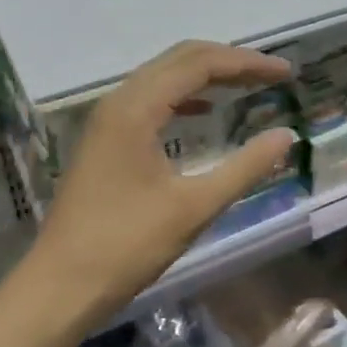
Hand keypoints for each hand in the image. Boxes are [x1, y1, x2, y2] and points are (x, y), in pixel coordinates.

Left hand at [29, 41, 296, 321]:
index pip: (200, 64)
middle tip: (272, 74)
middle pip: (181, 59)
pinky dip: (185, 95)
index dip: (247, 63)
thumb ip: (245, 167)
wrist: (60, 287)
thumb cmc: (127, 245)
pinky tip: (206, 111)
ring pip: (164, 76)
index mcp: (137, 109)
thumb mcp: (196, 207)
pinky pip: (152, 99)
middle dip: (230, 61)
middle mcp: (119, 102)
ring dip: (208, 74)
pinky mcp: (106, 140)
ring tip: (248, 85)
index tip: (286, 73)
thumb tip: (286, 136)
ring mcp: (108, 120)